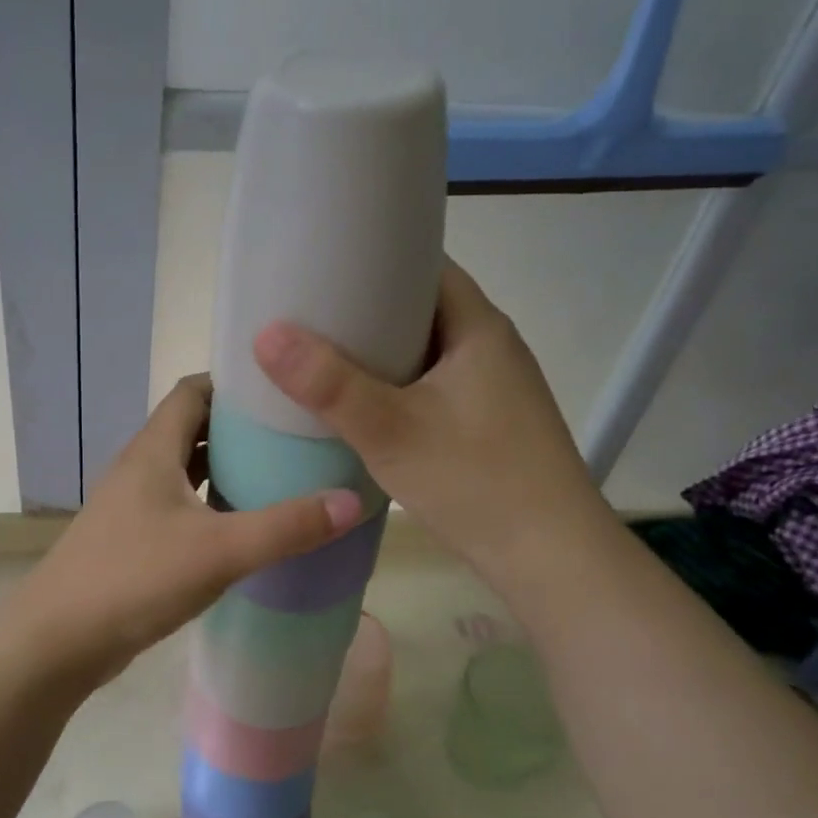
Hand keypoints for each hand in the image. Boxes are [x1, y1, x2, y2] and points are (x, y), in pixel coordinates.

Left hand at [0, 376, 361, 690]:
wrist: (56, 641)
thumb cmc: (134, 579)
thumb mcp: (219, 551)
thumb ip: (286, 527)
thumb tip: (352, 501)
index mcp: (154, 450)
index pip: (194, 390)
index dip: (234, 382)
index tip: (283, 390)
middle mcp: (140, 467)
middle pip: (193, 428)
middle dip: (241, 428)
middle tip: (296, 437)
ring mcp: (132, 505)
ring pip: (186, 471)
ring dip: (226, 469)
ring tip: (281, 478)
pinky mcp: (132, 539)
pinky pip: (179, 507)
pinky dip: (211, 506)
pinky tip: (242, 529)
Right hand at [252, 259, 606, 569]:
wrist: (550, 559)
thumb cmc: (475, 481)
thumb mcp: (391, 430)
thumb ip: (329, 384)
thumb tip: (266, 334)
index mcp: (479, 328)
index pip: (425, 265)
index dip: (375, 257)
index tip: (322, 264)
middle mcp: (491, 348)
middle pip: (421, 309)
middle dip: (366, 308)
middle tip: (308, 313)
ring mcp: (493, 389)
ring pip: (425, 352)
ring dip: (379, 352)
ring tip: (322, 356)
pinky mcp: (488, 424)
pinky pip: (431, 386)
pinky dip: (395, 386)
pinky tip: (360, 406)